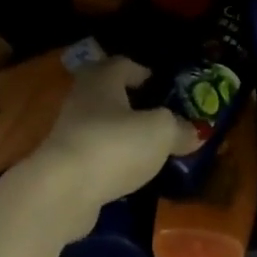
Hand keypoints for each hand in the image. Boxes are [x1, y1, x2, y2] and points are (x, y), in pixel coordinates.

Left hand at [24, 57, 199, 233]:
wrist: (62, 192)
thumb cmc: (114, 145)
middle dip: (132, 102)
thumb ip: (180, 128)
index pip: (123, 64)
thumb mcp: (161, 132)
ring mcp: (69, 132)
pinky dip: (112, 159)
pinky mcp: (65, 164)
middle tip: (158, 115)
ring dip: (122, 133)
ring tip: (149, 147)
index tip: (162, 86)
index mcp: (103, 79)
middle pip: (108, 93)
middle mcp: (82, 98)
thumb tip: (195, 132)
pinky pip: (95, 153)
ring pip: (101, 124)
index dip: (143, 72)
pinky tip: (130, 172)